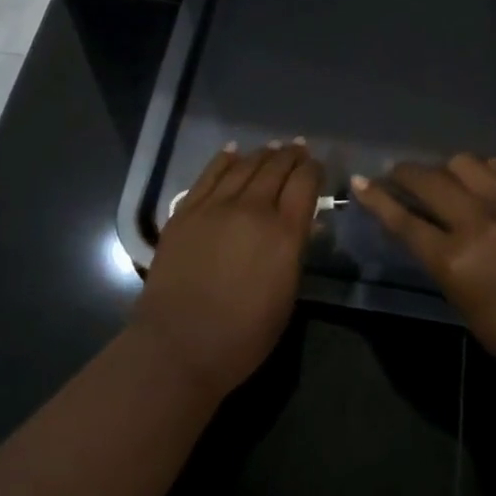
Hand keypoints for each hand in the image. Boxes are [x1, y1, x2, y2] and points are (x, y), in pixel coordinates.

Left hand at [133, 141, 321, 398]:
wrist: (179, 346)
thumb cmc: (243, 336)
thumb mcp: (286, 295)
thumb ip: (294, 251)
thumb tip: (301, 224)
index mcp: (284, 233)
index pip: (305, 183)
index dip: (314, 169)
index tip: (317, 167)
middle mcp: (252, 209)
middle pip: (276, 168)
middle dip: (291, 156)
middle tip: (299, 149)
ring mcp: (214, 207)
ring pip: (244, 166)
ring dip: (262, 154)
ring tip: (272, 148)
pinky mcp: (185, 212)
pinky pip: (208, 176)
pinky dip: (224, 160)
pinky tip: (232, 151)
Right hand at [353, 155, 495, 384]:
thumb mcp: (466, 305)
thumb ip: (443, 264)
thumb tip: (428, 235)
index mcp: (454, 260)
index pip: (403, 220)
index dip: (377, 199)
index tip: (360, 182)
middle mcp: (477, 222)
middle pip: (429, 181)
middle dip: (405, 174)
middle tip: (398, 176)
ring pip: (464, 163)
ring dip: (445, 169)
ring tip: (445, 180)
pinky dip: (481, 171)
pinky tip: (481, 181)